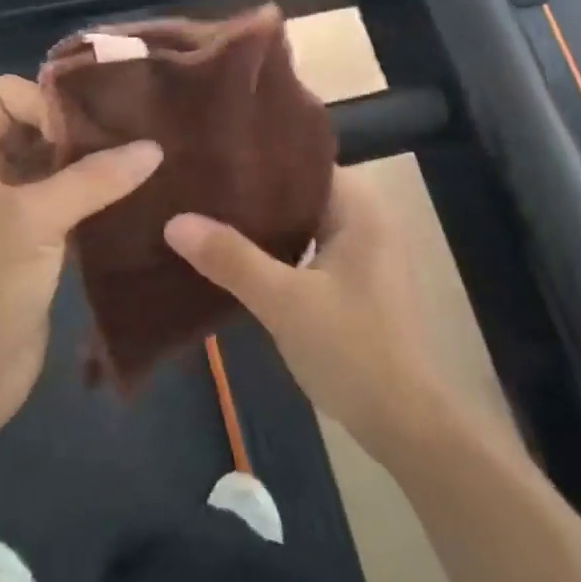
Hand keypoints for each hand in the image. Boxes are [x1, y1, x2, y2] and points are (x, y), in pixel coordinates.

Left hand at [0, 75, 162, 453]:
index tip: (99, 126)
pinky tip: (140, 200)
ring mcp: (6, 213)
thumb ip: (94, 178)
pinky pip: (67, 208)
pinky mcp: (32, 247)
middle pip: (36, 129)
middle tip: (141, 133)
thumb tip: (154, 147)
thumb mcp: (32, 221)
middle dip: (83, 132)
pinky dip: (97, 202)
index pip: (7, 95)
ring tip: (150, 162)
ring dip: (96, 169)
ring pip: (56, 171)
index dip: (50, 102)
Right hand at [165, 168, 451, 464]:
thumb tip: (175, 221)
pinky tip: (240, 258)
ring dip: (265, 226)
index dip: (259, 160)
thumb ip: (231, 258)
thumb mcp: (283, 301)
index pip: (302, 163)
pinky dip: (279, 251)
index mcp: (359, 208)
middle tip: (200, 187)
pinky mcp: (356, 284)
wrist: (405, 423)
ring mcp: (364, 254)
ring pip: (304, 224)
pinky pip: (309, 250)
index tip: (213, 158)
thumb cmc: (351, 348)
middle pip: (300, 193)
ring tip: (210, 215)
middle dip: (254, 194)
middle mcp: (366, 220)